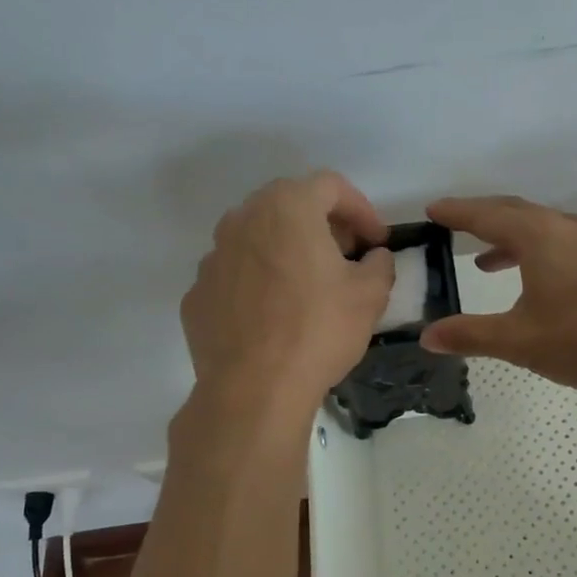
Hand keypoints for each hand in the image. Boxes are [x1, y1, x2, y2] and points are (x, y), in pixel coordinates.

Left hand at [181, 172, 393, 409]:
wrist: (253, 390)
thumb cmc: (318, 330)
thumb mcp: (370, 294)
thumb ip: (379, 264)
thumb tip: (373, 258)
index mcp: (287, 208)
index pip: (330, 186)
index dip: (361, 209)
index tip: (376, 241)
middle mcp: (242, 220)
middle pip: (289, 205)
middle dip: (323, 225)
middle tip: (346, 257)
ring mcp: (212, 257)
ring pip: (258, 239)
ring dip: (287, 251)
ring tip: (310, 287)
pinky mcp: (197, 294)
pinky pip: (236, 275)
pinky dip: (258, 282)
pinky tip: (275, 316)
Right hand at [420, 195, 576, 390]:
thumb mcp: (519, 340)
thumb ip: (470, 335)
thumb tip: (427, 336)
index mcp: (538, 236)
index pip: (486, 215)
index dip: (456, 212)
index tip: (432, 209)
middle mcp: (564, 226)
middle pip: (514, 211)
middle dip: (481, 216)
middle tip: (453, 223)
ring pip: (540, 226)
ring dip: (509, 237)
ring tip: (484, 260)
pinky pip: (560, 240)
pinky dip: (535, 249)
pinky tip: (534, 279)